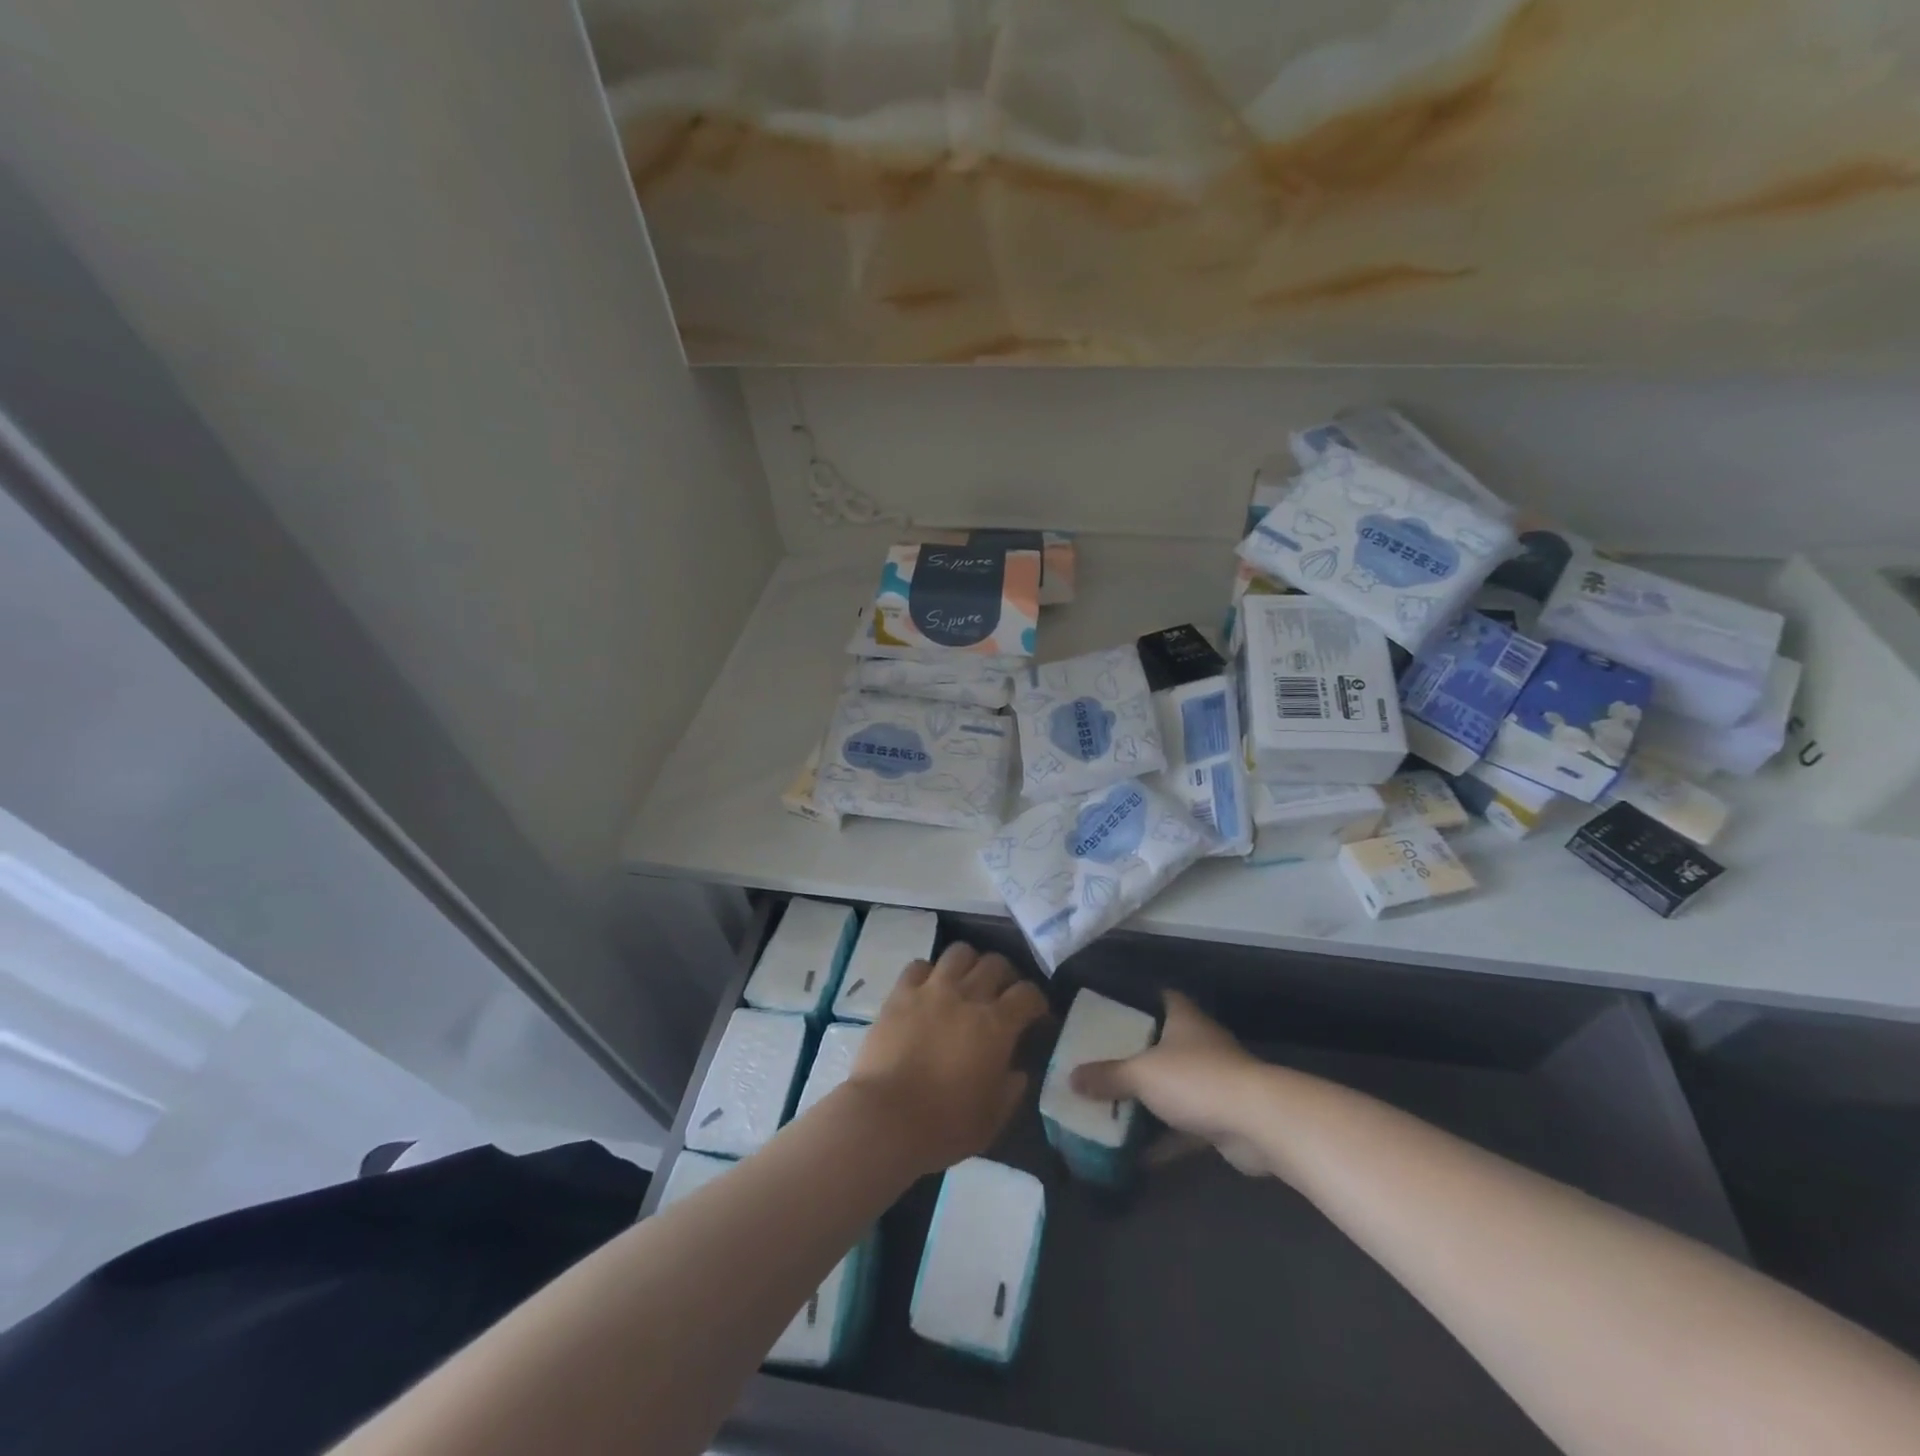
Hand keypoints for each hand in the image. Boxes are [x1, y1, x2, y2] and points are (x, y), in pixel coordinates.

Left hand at [845, 942, 1050, 1176]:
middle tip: (1002, 994)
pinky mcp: (900, 993)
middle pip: (996, 963)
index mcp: (997, 1025)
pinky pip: (919, 965)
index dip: (1037, 1001)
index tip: (1036, 1014)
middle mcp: (968, 996)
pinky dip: (929, 972)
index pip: (1028, 993)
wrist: (886, 1118)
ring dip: (969, 963)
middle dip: (1006, 975)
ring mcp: (931, 989)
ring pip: (959, 952)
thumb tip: (1018, 1071)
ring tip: (966, 981)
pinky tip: (929, 988)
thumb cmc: (945, 1124)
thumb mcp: (993, 1118)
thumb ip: (1011, 1089)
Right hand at [1071, 992, 1273, 1174]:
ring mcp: (1215, 1082)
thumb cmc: (1196, 1080)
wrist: (1258, 1123)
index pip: (1162, 998)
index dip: (1140, 1001)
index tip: (1114, 1012)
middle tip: (1103, 1064)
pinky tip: (1136, 1155)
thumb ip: (1107, 1076)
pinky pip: (1185, 1126)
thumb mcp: (1141, 1074)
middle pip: (1164, 1044)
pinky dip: (1164, 1139)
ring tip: (1113, 1108)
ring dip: (1150, 1101)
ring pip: (1175, 1087)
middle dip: (1137, 1056)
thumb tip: (1070, 1078)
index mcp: (1184, 1020)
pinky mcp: (1222, 1119)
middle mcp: (1201, 1044)